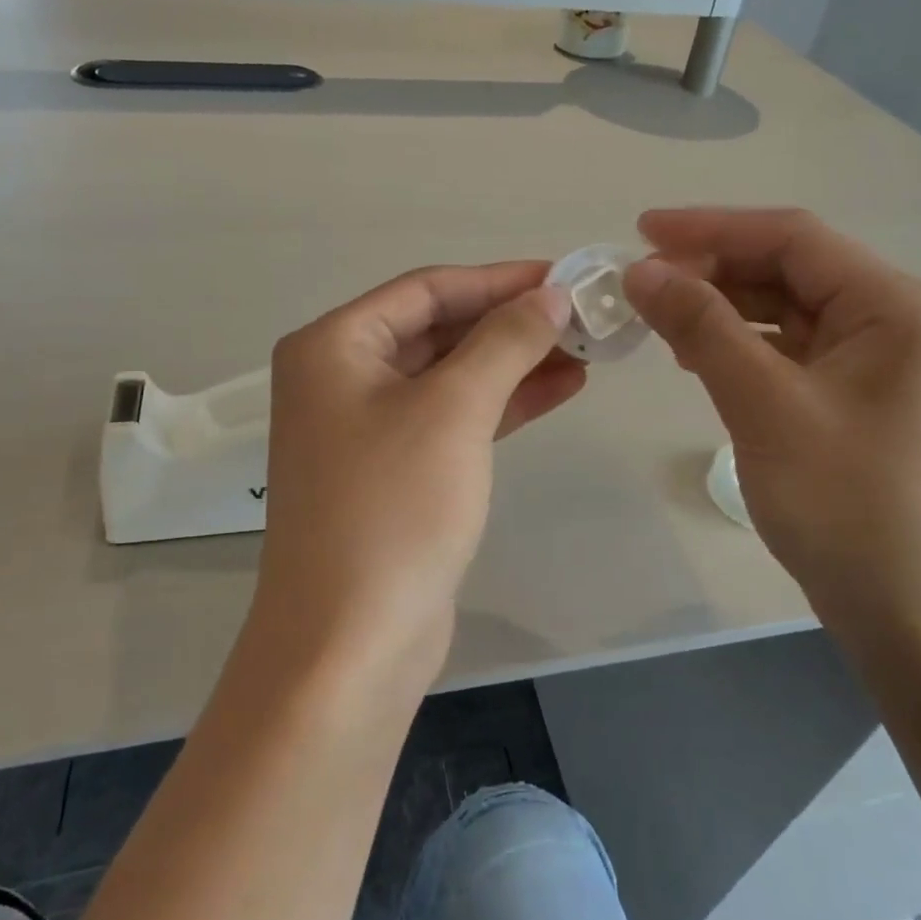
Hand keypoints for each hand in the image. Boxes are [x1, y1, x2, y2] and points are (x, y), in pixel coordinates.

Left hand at [252, 263, 584, 683]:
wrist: (350, 643)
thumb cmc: (393, 508)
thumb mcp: (453, 410)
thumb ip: (504, 342)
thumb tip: (551, 294)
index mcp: (333, 346)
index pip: (426, 290)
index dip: (498, 279)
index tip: (564, 277)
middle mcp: (341, 378)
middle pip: (438, 330)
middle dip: (510, 323)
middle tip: (584, 316)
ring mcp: (366, 429)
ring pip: (451, 376)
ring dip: (514, 363)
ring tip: (586, 351)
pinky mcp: (396, 473)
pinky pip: (453, 419)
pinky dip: (502, 404)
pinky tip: (560, 389)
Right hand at [621, 209, 920, 617]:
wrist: (905, 609)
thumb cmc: (844, 503)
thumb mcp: (764, 405)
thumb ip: (702, 328)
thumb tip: (640, 271)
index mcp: (894, 306)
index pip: (793, 238)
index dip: (711, 228)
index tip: (639, 231)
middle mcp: (893, 319)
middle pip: (788, 269)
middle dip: (711, 270)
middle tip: (639, 284)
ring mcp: (875, 358)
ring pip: (783, 308)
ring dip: (720, 307)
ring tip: (656, 317)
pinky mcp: (853, 393)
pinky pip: (787, 348)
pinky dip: (738, 344)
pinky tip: (694, 355)